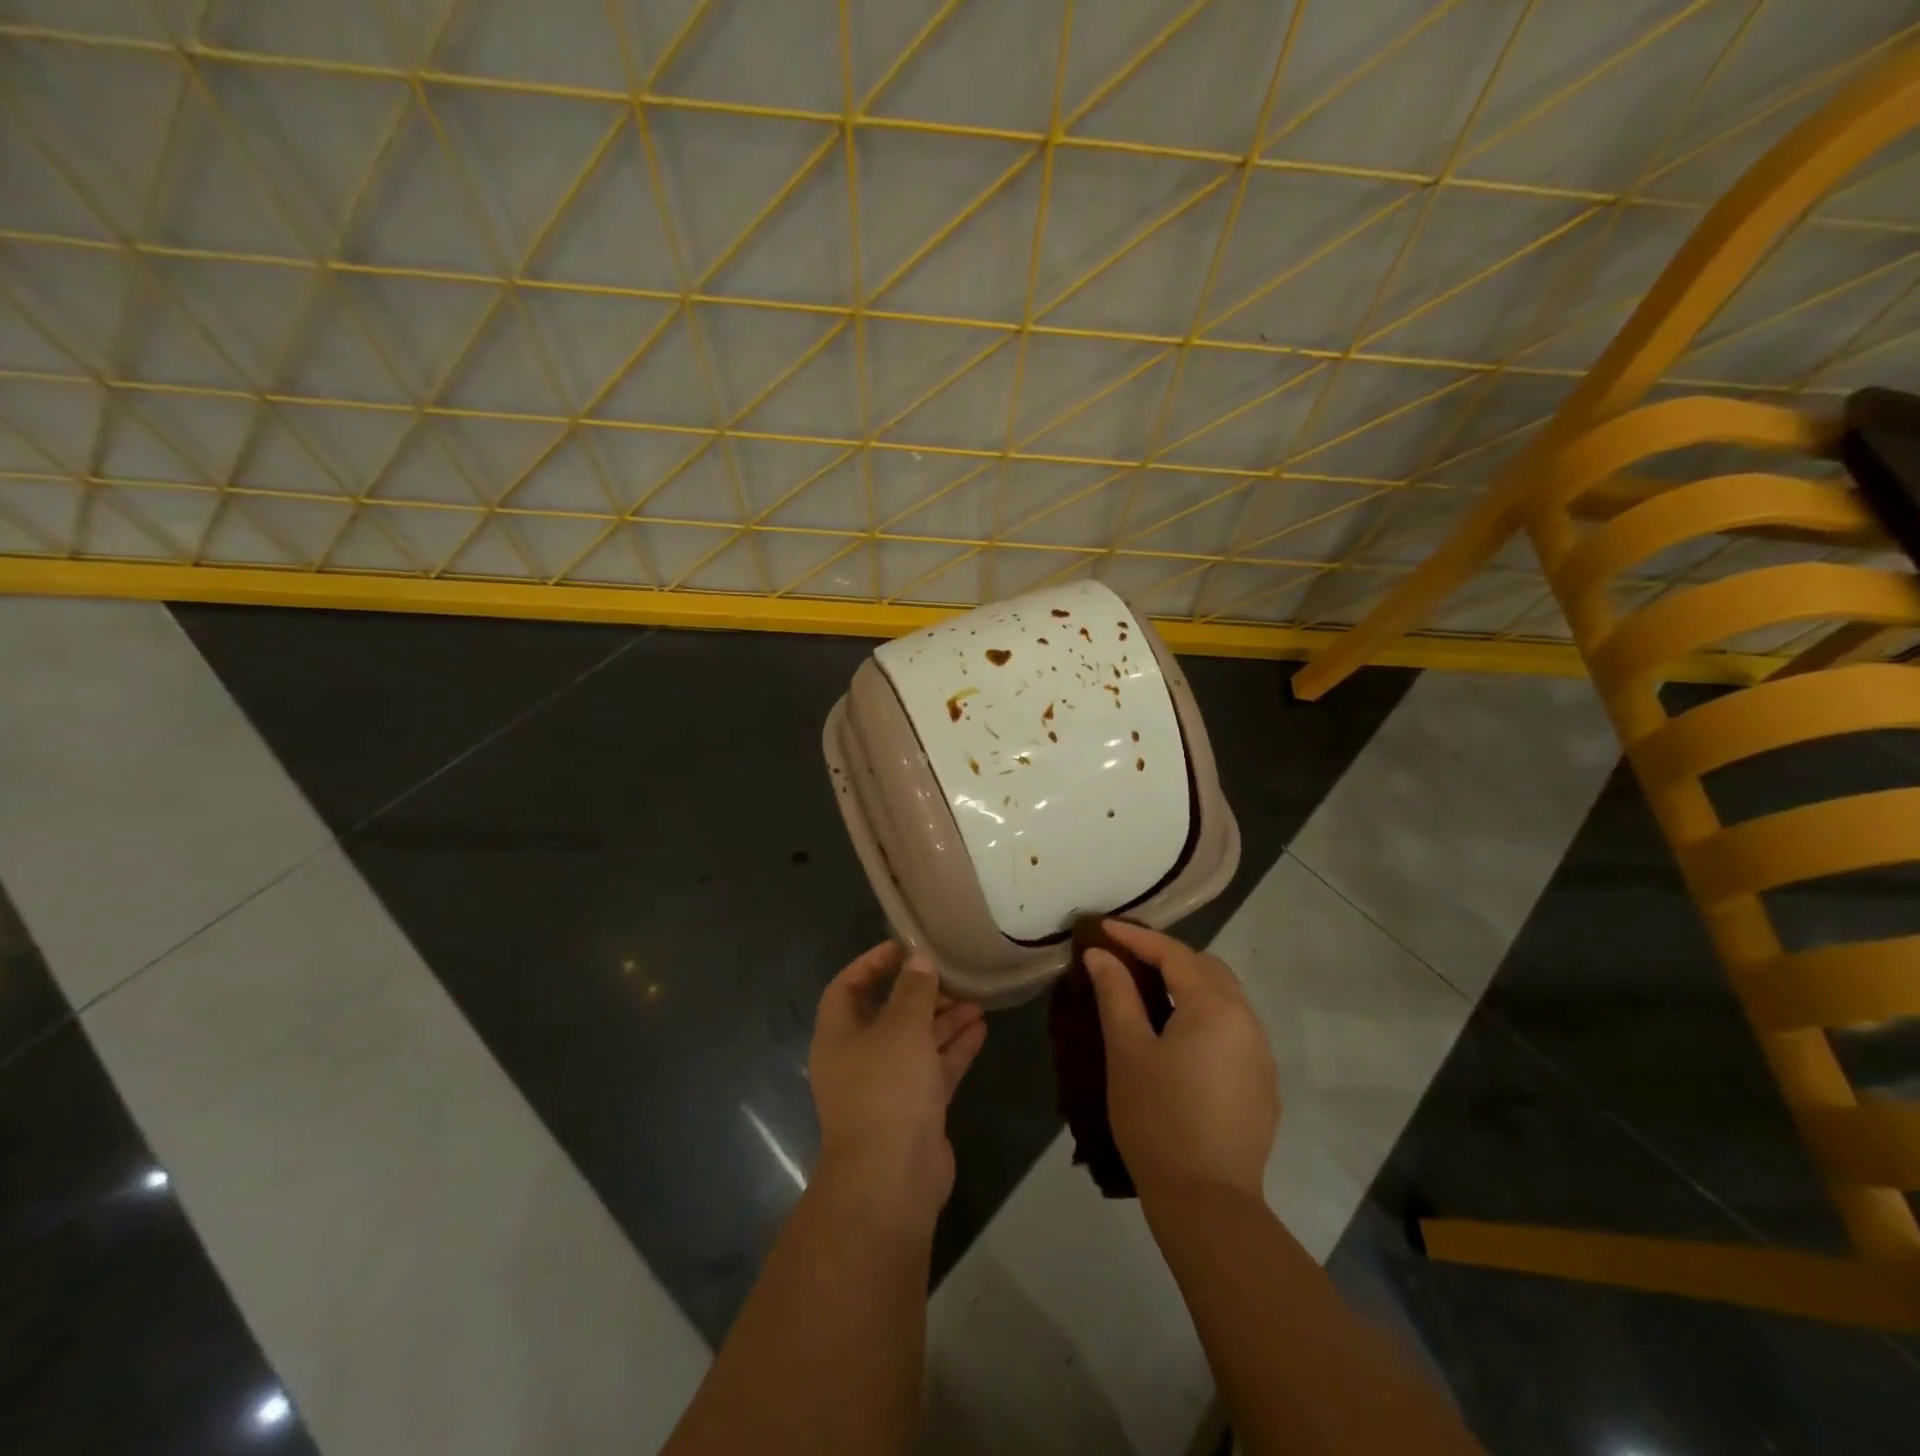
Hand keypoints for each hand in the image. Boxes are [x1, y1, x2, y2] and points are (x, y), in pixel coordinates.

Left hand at [809, 943, 986, 1226]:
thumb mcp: (902, 1027)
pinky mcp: (914, 1110)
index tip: (903, 947)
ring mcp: (886, 1086)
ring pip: (915, 1042)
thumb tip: (919, 960)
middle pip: (888, 1014)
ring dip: (943, 1020)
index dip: (872, 964)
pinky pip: (934, 1068)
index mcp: (838, 1035)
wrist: (891, 1178)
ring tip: (976, 1000)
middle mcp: (858, 1058)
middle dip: (920, 994)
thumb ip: (914, 990)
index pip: (848, 987)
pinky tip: (981, 1028)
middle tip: (951, 976)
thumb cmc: (886, 1088)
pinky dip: (954, 1048)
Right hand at [1084, 921, 1278, 1202]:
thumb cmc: (1158, 1119)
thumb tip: (1101, 954)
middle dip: (1167, 957)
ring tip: (1149, 992)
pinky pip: (1233, 1029)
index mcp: (1216, 1007)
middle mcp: (1248, 1021)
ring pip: (1224, 998)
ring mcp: (1261, 1054)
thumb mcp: (1127, 1051)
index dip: (1136, 938)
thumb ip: (1116, 993)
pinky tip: (1179, 1037)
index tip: (1104, 928)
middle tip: (1127, 958)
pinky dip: (1204, 1015)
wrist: (1208, 1203)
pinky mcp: (1262, 1083)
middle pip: (1207, 969)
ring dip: (1188, 985)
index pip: (1174, 954)